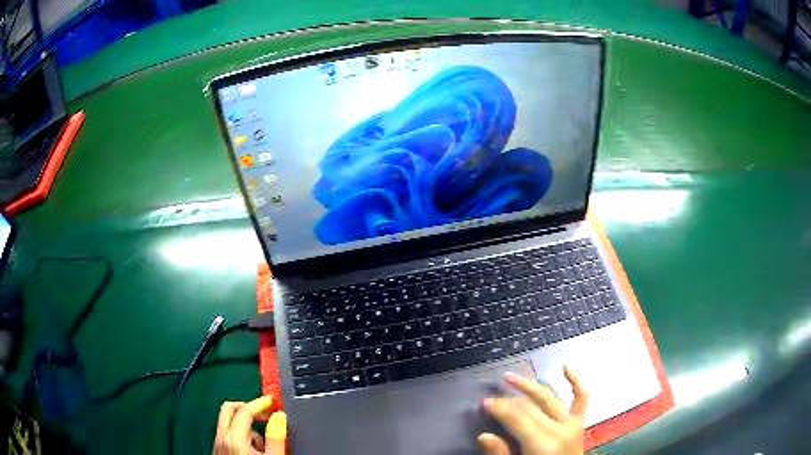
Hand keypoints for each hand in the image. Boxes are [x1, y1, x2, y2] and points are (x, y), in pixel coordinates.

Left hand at [214, 395, 286, 454]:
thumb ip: (276, 437)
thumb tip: (279, 416)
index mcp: (234, 438)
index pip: (244, 410)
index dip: (260, 403)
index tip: (272, 400)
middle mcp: (221, 437)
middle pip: (229, 409)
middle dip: (247, 407)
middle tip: (265, 412)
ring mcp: (217, 444)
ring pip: (227, 422)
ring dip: (245, 424)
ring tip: (263, 441)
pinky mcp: (217, 451)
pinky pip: (226, 434)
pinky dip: (238, 434)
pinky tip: (252, 448)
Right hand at [479, 366, 587, 454]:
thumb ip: (501, 453)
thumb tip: (484, 436)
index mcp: (542, 443)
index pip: (517, 419)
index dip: (499, 409)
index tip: (484, 402)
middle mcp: (559, 429)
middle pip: (530, 407)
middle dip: (509, 401)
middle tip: (492, 397)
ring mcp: (572, 424)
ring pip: (549, 398)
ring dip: (531, 386)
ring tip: (512, 377)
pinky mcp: (580, 423)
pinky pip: (581, 398)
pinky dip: (576, 381)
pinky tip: (566, 366)